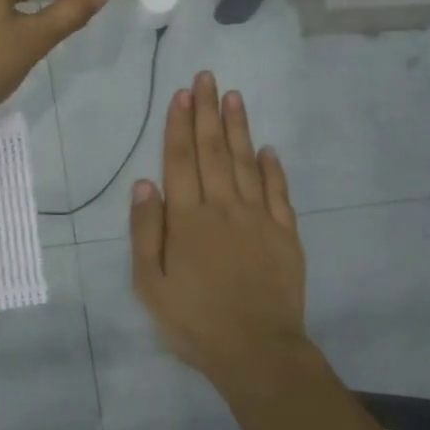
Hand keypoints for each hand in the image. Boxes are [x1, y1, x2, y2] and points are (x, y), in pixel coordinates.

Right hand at [130, 72, 314, 390]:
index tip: (182, 92)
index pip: (181, 160)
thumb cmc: (194, 321)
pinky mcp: (285, 235)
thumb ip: (146, 232)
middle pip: (214, 151)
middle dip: (207, 112)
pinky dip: (273, 168)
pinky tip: (268, 148)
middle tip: (207, 77)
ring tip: (233, 97)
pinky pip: (279, 193)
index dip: (180, 124)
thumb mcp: (150, 284)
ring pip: (247, 163)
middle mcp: (223, 208)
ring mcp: (258, 219)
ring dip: (239, 128)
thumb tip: (144, 184)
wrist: (257, 351)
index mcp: (188, 219)